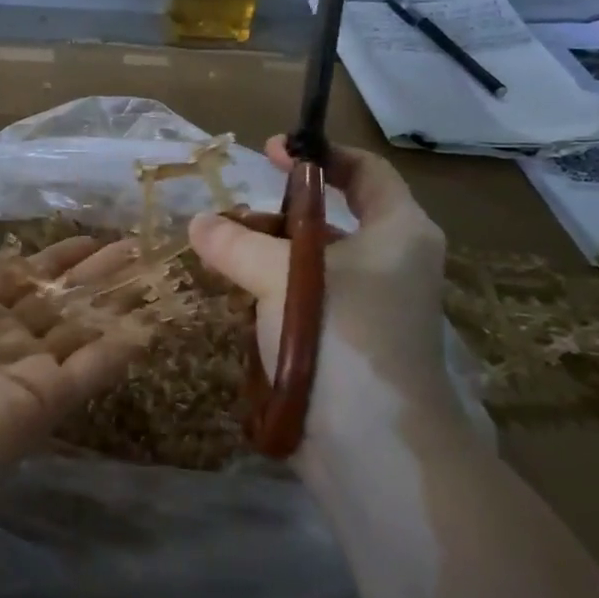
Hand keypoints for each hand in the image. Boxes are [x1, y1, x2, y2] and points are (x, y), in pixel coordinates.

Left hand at [0, 155, 150, 565]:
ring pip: (83, 326)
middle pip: (61, 298)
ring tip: (157, 272)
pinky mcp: (44, 402)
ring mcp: (25, 370)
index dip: (56, 257)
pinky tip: (153, 322)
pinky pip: (91, 368)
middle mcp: (0, 338)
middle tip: (139, 246)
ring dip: (118, 301)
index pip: (22, 276)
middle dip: (98, 273)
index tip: (92, 236)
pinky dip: (121, 347)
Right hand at [188, 137, 462, 460]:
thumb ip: (235, 242)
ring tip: (222, 258)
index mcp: (399, 232)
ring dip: (269, 256)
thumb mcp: (280, 275)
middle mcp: (393, 264)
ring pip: (314, 263)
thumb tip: (199, 223)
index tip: (270, 151)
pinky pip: (307, 301)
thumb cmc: (340, 335)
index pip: (365, 170)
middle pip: (333, 219)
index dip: (319, 154)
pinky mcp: (350, 344)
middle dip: (279, 214)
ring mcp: (373, 308)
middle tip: (230, 217)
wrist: (372, 446)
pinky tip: (238, 298)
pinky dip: (274, 293)